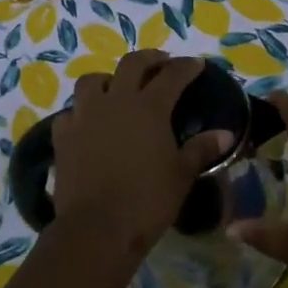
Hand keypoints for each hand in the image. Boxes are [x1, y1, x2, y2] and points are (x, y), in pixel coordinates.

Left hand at [50, 51, 234, 259]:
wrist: (97, 228)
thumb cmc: (147, 201)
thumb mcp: (181, 175)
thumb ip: (201, 149)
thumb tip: (225, 133)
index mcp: (149, 107)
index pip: (172, 75)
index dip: (186, 67)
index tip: (196, 64)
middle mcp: (116, 101)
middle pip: (131, 64)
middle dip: (149, 59)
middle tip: (160, 63)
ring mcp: (84, 115)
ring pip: (93, 80)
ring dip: (108, 79)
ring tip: (117, 88)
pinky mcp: (63, 135)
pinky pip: (71, 112)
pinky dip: (81, 112)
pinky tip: (88, 123)